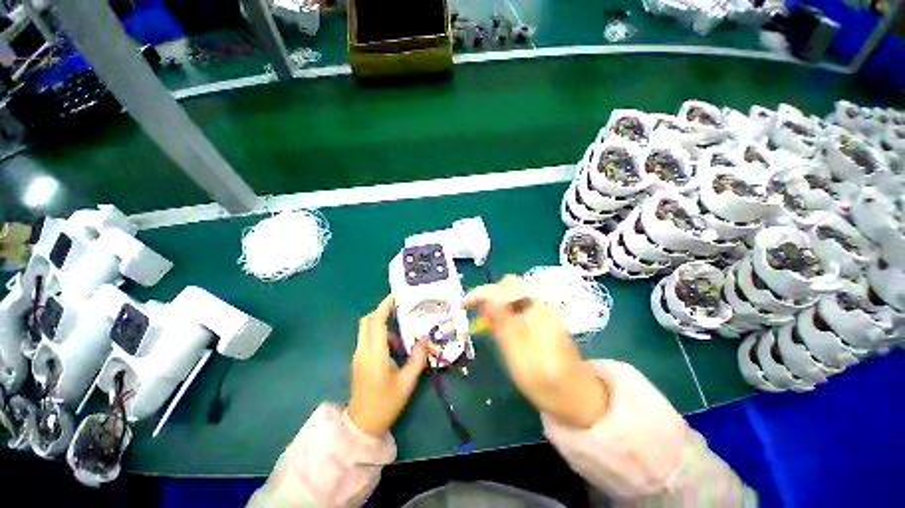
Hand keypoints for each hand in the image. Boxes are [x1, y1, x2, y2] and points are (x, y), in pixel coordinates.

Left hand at [347, 295, 428, 437]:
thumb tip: (425, 338)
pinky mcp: (358, 360)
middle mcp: (363, 351)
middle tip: (399, 309)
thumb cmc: (386, 403)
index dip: (384, 306)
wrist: (362, 425)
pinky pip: (367, 339)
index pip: (376, 322)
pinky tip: (394, 344)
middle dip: (381, 311)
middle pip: (367, 321)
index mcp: (374, 354)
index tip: (395, 297)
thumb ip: (418, 358)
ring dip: (381, 324)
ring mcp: (358, 356)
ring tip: (401, 329)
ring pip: (366, 329)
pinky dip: (379, 334)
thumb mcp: (407, 382)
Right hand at [466, 276, 608, 427]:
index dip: (482, 293)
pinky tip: (499, 324)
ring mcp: (543, 310)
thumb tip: (486, 302)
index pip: (506, 289)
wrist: (579, 397)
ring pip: (514, 294)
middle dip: (489, 294)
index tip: (464, 305)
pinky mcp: (542, 318)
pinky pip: (519, 304)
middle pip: (511, 285)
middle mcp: (542, 306)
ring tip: (485, 320)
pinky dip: (504, 309)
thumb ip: (504, 327)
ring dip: (495, 301)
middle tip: (476, 313)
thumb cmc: (548, 384)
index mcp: (538, 314)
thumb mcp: (520, 359)